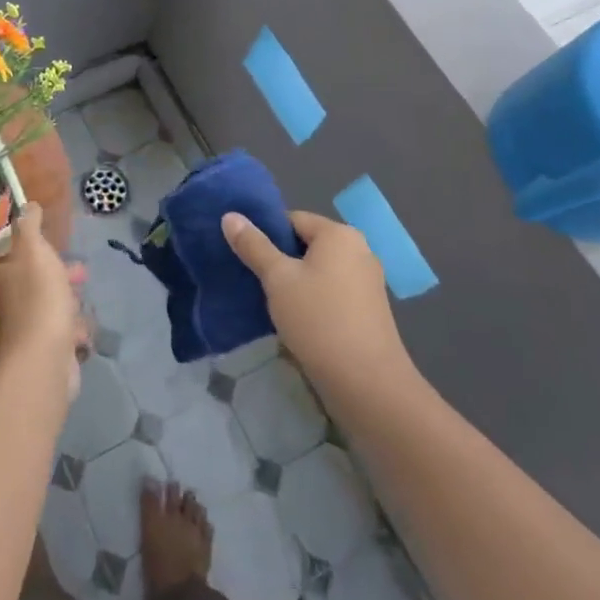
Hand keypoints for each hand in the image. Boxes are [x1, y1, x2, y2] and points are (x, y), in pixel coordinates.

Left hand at [0, 202, 86, 402]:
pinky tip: (82, 330)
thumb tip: (27, 204)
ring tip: (84, 300)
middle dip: (59, 273)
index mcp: (0, 276)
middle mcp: (7, 302)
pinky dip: (72, 328)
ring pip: (49, 305)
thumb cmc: (38, 295)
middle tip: (80, 271)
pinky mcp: (43, 350)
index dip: (32, 246)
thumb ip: (30, 226)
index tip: (53, 243)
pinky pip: (60, 332)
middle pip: (34, 280)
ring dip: (68, 300)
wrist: (45, 358)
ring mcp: (25, 328)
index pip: (10, 255)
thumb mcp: (34, 250)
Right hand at [222, 209, 421, 400]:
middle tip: (256, 281)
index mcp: (339, 234)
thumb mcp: (277, 279)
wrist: (367, 383)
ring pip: (320, 271)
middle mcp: (359, 250)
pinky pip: (333, 292)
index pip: (293, 219)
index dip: (267, 235)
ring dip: (296, 283)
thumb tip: (230, 216)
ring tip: (272, 303)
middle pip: (307, 244)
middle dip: (281, 261)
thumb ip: (253, 245)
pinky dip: (314, 300)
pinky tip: (298, 321)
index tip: (248, 258)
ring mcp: (368, 282)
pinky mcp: (370, 310)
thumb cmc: (318, 319)